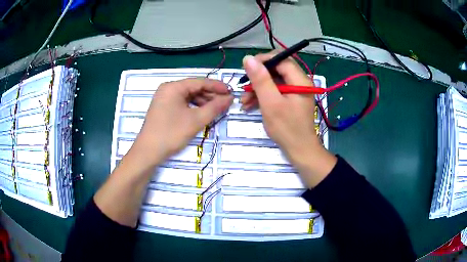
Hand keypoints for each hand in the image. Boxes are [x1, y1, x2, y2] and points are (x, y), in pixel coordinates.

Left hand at [129, 78, 232, 167]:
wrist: (148, 152)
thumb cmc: (171, 134)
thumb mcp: (196, 120)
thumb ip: (215, 107)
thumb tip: (230, 98)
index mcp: (173, 87)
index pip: (200, 82)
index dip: (217, 87)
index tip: (231, 92)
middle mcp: (168, 89)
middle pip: (194, 88)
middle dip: (210, 95)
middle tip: (225, 103)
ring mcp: (164, 98)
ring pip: (188, 96)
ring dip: (203, 102)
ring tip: (216, 110)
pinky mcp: (163, 108)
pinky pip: (182, 103)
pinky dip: (193, 107)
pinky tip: (202, 113)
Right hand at [241, 52, 336, 186]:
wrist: (299, 150)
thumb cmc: (287, 128)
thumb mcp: (270, 103)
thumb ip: (260, 80)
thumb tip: (249, 58)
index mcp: (300, 80)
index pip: (281, 59)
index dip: (263, 61)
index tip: (247, 68)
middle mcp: (300, 82)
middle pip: (276, 69)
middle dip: (258, 77)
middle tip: (244, 87)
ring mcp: (295, 91)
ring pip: (274, 81)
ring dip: (258, 89)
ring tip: (244, 101)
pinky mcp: (291, 99)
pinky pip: (275, 91)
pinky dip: (263, 96)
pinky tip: (250, 105)